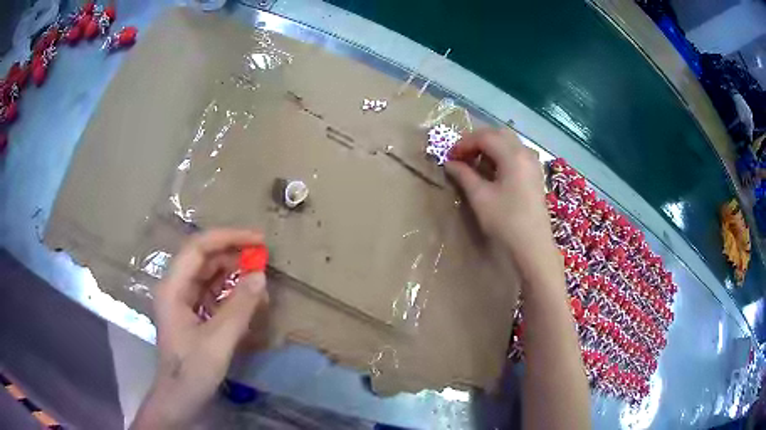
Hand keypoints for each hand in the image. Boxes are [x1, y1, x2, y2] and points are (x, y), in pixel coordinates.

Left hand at [132, 229, 268, 429]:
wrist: (179, 399)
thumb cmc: (192, 371)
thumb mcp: (218, 341)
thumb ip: (239, 307)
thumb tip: (261, 275)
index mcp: (173, 288)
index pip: (198, 248)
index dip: (228, 238)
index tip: (258, 239)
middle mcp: (176, 288)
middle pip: (204, 259)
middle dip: (233, 255)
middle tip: (263, 258)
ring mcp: (183, 301)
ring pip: (210, 275)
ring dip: (234, 274)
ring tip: (260, 281)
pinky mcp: (192, 314)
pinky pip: (213, 294)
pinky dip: (232, 294)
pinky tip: (249, 301)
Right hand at [445, 128, 558, 275]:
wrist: (533, 247)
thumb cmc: (506, 222)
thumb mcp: (480, 197)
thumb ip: (464, 175)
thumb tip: (450, 163)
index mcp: (513, 155)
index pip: (484, 137)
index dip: (464, 143)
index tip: (449, 156)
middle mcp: (525, 153)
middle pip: (498, 134)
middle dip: (477, 141)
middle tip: (461, 156)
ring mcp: (533, 163)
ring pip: (508, 143)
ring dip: (489, 147)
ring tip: (474, 163)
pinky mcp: (535, 175)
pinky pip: (516, 154)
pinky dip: (501, 155)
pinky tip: (492, 171)